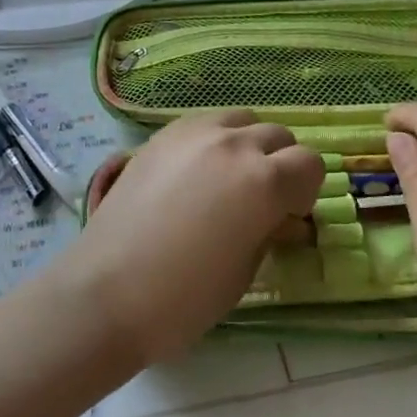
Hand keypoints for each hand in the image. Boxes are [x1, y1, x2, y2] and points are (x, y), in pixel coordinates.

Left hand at [61, 111, 323, 362]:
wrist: (106, 291)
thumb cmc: (185, 297)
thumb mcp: (245, 270)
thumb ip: (271, 231)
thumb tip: (283, 217)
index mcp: (264, 180)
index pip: (310, 164)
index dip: (306, 191)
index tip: (289, 216)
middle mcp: (233, 144)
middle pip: (277, 135)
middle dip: (280, 164)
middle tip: (261, 199)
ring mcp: (192, 133)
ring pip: (240, 120)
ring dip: (247, 144)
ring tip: (228, 179)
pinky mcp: (160, 136)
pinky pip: (203, 123)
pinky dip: (213, 139)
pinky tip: (196, 172)